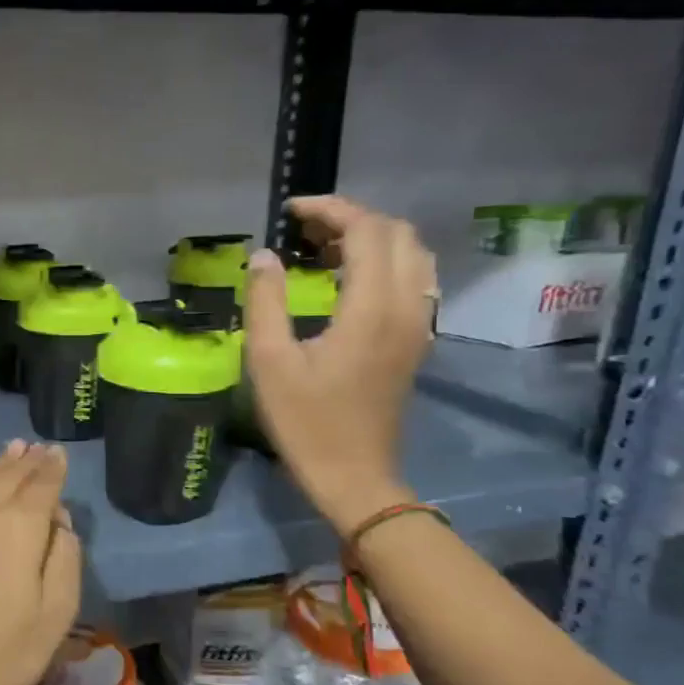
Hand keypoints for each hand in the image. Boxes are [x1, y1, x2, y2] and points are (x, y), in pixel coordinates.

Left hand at [0, 442, 80, 684]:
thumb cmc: (5, 650)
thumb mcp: (58, 611)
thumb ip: (64, 556)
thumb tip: (58, 522)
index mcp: (18, 524)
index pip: (41, 483)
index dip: (52, 467)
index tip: (58, 453)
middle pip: (6, 475)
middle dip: (25, 460)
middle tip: (36, 447)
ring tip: (9, 453)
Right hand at [244, 196, 435, 536]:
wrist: (354, 475)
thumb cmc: (305, 421)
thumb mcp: (269, 362)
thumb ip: (266, 301)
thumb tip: (264, 256)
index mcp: (372, 309)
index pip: (368, 231)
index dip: (331, 209)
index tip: (292, 211)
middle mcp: (408, 307)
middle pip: (398, 234)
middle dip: (353, 218)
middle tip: (305, 228)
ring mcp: (419, 325)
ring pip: (413, 255)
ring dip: (374, 238)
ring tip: (326, 247)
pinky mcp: (417, 341)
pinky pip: (415, 280)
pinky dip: (386, 262)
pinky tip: (350, 278)